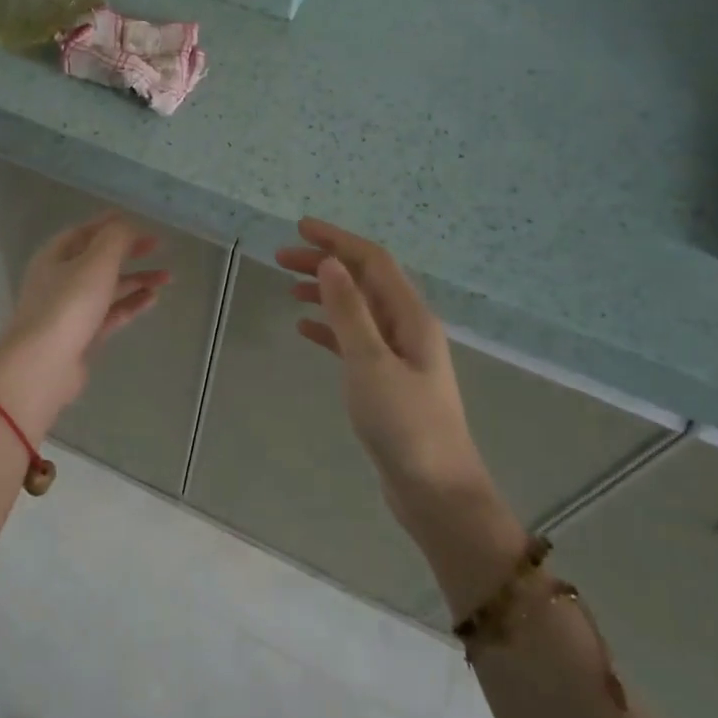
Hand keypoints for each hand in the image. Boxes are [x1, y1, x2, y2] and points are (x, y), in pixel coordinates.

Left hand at [0, 213, 169, 438]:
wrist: (44, 365)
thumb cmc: (68, 305)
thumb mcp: (96, 262)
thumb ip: (116, 239)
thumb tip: (128, 227)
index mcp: (55, 256)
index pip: (85, 232)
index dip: (111, 225)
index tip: (139, 222)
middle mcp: (59, 279)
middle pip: (97, 259)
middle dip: (128, 252)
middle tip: (157, 247)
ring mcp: (70, 310)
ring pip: (107, 288)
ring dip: (135, 279)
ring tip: (167, 277)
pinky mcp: (82, 335)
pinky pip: (110, 313)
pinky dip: (131, 304)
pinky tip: (153, 299)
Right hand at [277, 218, 523, 611]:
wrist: (435, 490)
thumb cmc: (405, 425)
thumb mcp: (371, 363)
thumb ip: (349, 311)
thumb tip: (330, 262)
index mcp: (410, 317)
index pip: (372, 261)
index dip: (337, 240)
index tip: (299, 227)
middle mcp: (408, 328)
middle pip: (365, 281)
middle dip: (326, 263)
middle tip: (281, 258)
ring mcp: (399, 355)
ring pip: (358, 309)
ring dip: (326, 293)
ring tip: (288, 288)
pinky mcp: (387, 380)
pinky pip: (354, 340)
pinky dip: (330, 327)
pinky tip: (306, 329)